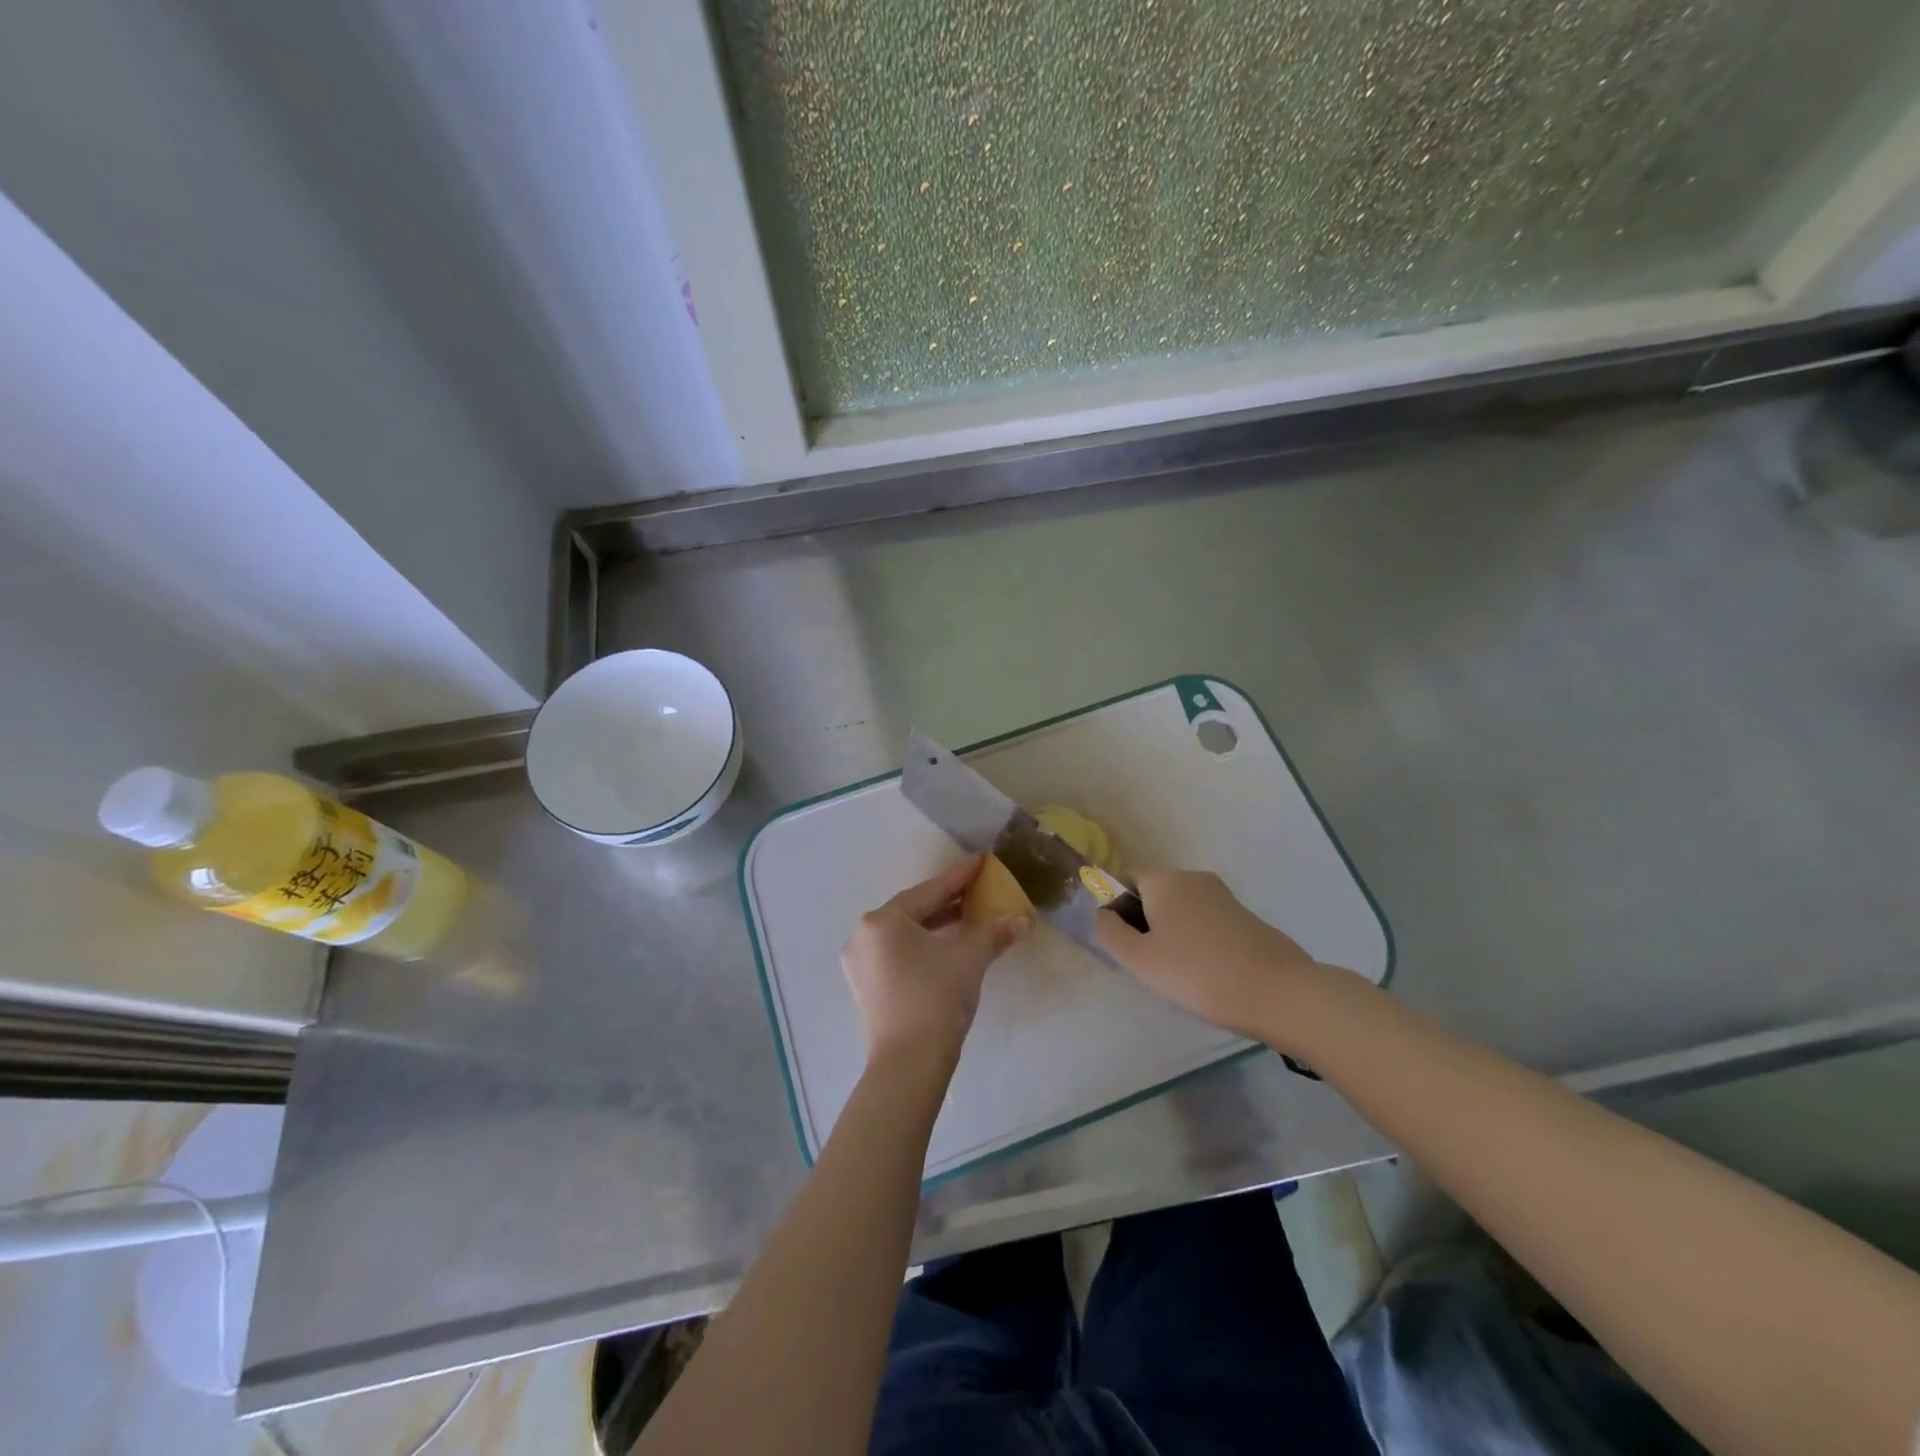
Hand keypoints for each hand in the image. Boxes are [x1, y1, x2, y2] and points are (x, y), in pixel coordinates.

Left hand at [842, 856, 1030, 1064]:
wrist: (909, 1065)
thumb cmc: (936, 999)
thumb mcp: (970, 959)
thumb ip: (995, 932)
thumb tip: (1022, 919)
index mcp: (883, 920)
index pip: (929, 891)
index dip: (959, 877)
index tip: (980, 861)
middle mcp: (864, 935)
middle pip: (913, 911)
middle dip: (946, 902)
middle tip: (975, 892)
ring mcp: (860, 963)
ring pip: (904, 934)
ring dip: (935, 926)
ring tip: (965, 919)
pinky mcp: (865, 987)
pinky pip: (897, 953)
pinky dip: (922, 946)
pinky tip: (945, 948)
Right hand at [1095, 868, 1319, 1038]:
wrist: (1280, 993)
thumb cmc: (1200, 974)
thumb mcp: (1140, 959)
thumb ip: (1109, 932)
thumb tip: (1101, 914)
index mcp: (1164, 880)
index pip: (1123, 879)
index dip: (1113, 908)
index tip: (1120, 945)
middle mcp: (1193, 877)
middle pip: (1153, 892)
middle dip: (1142, 922)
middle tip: (1145, 964)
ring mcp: (1223, 896)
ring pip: (1180, 908)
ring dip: (1169, 933)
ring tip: (1176, 974)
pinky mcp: (1245, 916)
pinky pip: (1205, 920)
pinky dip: (1195, 940)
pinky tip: (1205, 973)